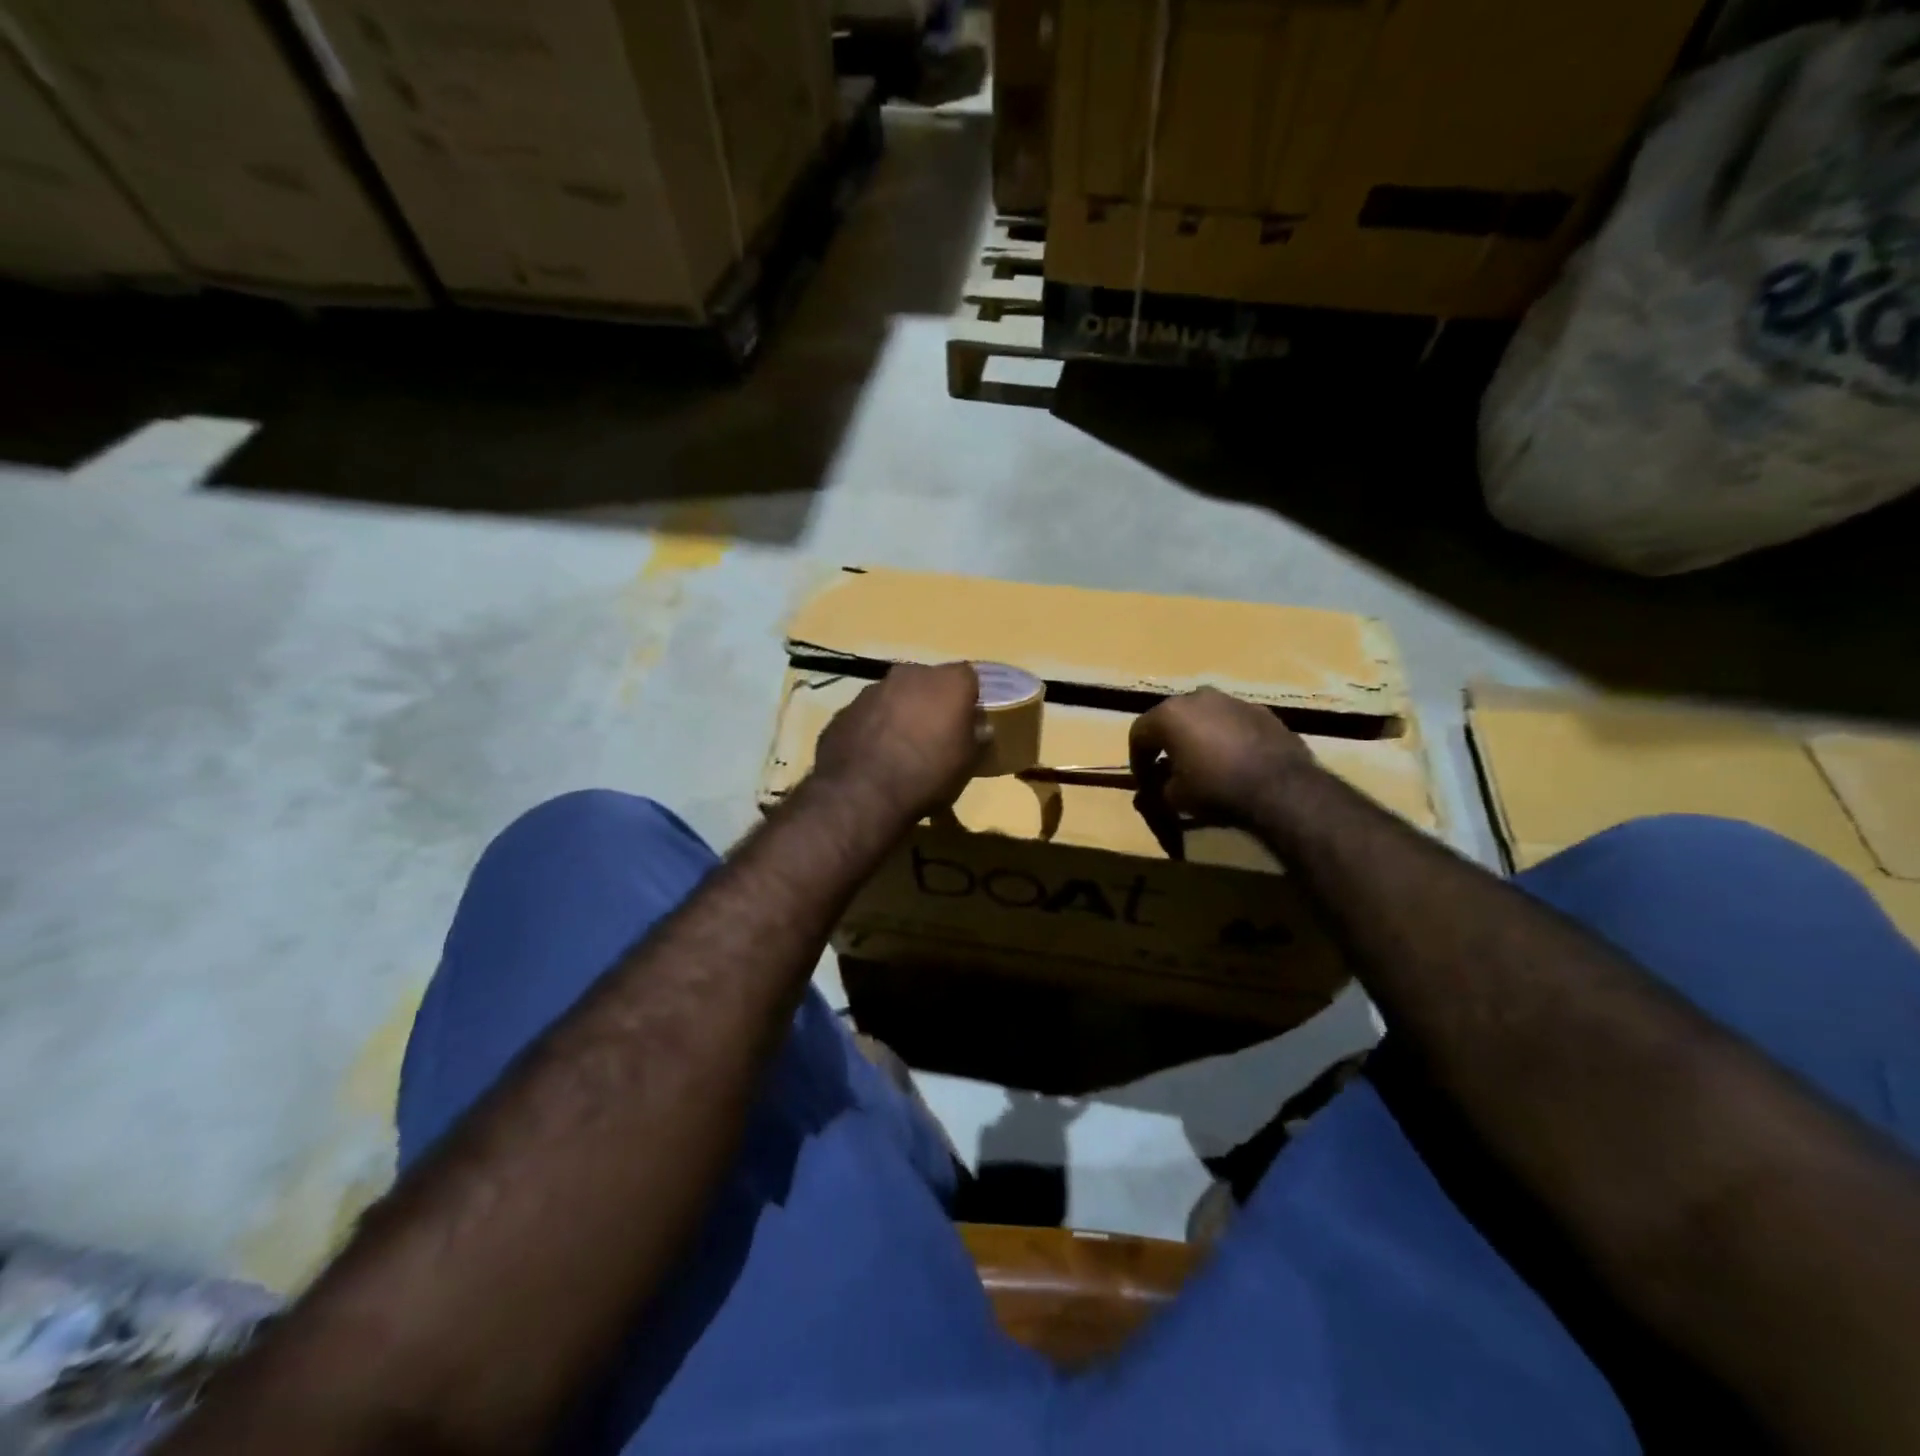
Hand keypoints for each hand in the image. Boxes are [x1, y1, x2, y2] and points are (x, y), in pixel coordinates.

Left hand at [813, 662, 983, 819]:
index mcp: (946, 682)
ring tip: (902, 748)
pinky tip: (874, 756)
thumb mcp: (967, 764)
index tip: (968, 720)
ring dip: (901, 713)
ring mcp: (872, 690)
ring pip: (895, 695)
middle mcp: (909, 674)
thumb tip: (979, 728)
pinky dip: (874, 728)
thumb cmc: (927, 775)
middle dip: (932, 701)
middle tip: (935, 733)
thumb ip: (976, 738)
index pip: (968, 676)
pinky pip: (868, 714)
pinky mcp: (844, 710)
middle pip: (928, 681)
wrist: (862, 794)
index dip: (969, 697)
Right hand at [1129, 687, 1312, 830]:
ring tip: (1204, 765)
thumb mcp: (1175, 798)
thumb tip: (1157, 788)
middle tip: (1169, 770)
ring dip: (1197, 737)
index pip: (1139, 734)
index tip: (1144, 783)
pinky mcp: (1261, 711)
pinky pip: (1232, 723)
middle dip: (1167, 744)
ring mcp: (1232, 701)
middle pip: (1171, 720)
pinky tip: (1234, 762)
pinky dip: (1226, 738)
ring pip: (1203, 717)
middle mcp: (1197, 697)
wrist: (1281, 787)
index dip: (1137, 760)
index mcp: (1169, 714)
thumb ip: (1158, 789)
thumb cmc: (1216, 788)